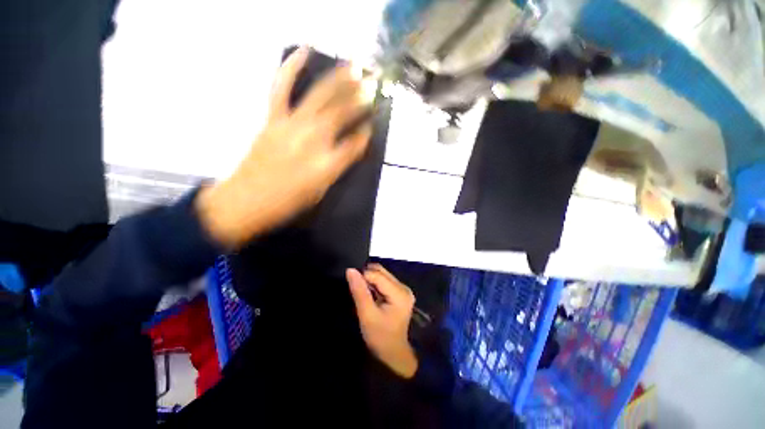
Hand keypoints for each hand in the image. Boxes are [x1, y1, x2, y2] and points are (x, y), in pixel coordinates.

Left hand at [196, 47, 372, 248]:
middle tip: (373, 85)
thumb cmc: (288, 202)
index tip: (371, 125)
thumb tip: (351, 148)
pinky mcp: (273, 119)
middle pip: (340, 114)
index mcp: (326, 165)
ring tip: (353, 66)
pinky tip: (303, 52)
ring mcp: (290, 126)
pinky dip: (290, 68)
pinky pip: (281, 88)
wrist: (247, 200)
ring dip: (338, 80)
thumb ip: (338, 168)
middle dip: (359, 98)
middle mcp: (312, 141)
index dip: (365, 134)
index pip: (354, 144)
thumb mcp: (321, 191)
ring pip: (319, 97)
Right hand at [346, 264, 417, 378]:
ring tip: (363, 293)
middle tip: (357, 289)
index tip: (352, 286)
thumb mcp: (367, 315)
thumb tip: (351, 270)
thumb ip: (359, 291)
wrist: (393, 353)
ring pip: (382, 275)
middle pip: (381, 272)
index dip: (362, 276)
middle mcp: (404, 287)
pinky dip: (375, 284)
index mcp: (399, 293)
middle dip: (367, 277)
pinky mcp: (400, 292)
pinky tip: (370, 295)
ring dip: (370, 280)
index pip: (377, 275)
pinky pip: (384, 281)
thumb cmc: (380, 337)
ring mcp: (403, 289)